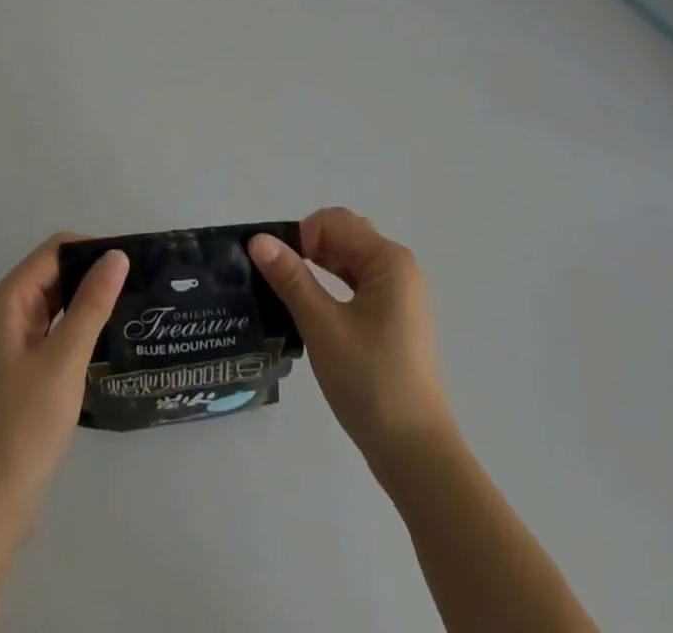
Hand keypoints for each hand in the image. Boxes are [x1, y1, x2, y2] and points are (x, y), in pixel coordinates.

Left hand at [0, 234, 129, 516]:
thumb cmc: (25, 424)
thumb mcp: (64, 358)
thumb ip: (92, 304)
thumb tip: (116, 255)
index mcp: (9, 300)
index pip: (55, 250)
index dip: (92, 249)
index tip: (132, 262)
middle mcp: (8, 312)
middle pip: (56, 272)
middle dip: (93, 273)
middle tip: (139, 283)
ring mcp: (14, 341)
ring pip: (58, 301)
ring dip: (89, 300)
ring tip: (132, 305)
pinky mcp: (24, 368)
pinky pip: (56, 329)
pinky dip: (80, 326)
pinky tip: (109, 337)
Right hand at [249, 208, 453, 468]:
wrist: (414, 452)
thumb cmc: (369, 381)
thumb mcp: (322, 325)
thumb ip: (290, 278)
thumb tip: (258, 240)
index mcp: (388, 260)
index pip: (335, 221)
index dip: (301, 235)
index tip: (276, 267)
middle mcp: (398, 268)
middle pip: (345, 236)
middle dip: (308, 247)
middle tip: (278, 279)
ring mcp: (399, 295)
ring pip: (349, 261)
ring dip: (318, 267)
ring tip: (287, 292)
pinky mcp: (393, 319)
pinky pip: (357, 285)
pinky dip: (332, 286)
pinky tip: (311, 308)